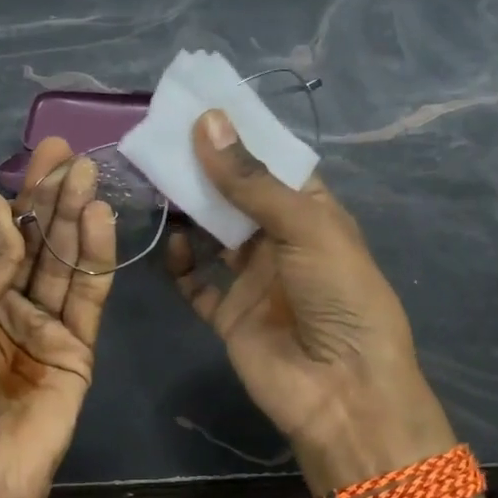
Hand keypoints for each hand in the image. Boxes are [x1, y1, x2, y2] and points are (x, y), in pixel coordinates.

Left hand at [0, 138, 115, 497]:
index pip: (0, 233)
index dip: (22, 196)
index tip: (44, 155)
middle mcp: (8, 303)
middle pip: (38, 242)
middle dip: (54, 197)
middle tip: (75, 155)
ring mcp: (46, 325)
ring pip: (66, 262)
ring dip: (77, 218)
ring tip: (91, 176)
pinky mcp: (79, 347)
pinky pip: (89, 295)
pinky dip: (96, 257)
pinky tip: (100, 220)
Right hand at [164, 110, 456, 492]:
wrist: (342, 391)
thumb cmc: (339, 295)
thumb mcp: (305, 226)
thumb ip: (252, 180)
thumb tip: (207, 121)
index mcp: (313, 214)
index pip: (273, 165)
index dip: (241, 138)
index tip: (199, 107)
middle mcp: (282, 242)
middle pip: (237, 197)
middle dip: (206, 169)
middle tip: (163, 137)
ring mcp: (254, 280)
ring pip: (213, 235)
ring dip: (189, 210)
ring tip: (155, 178)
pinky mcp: (230, 315)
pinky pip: (198, 284)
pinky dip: (182, 264)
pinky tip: (171, 243)